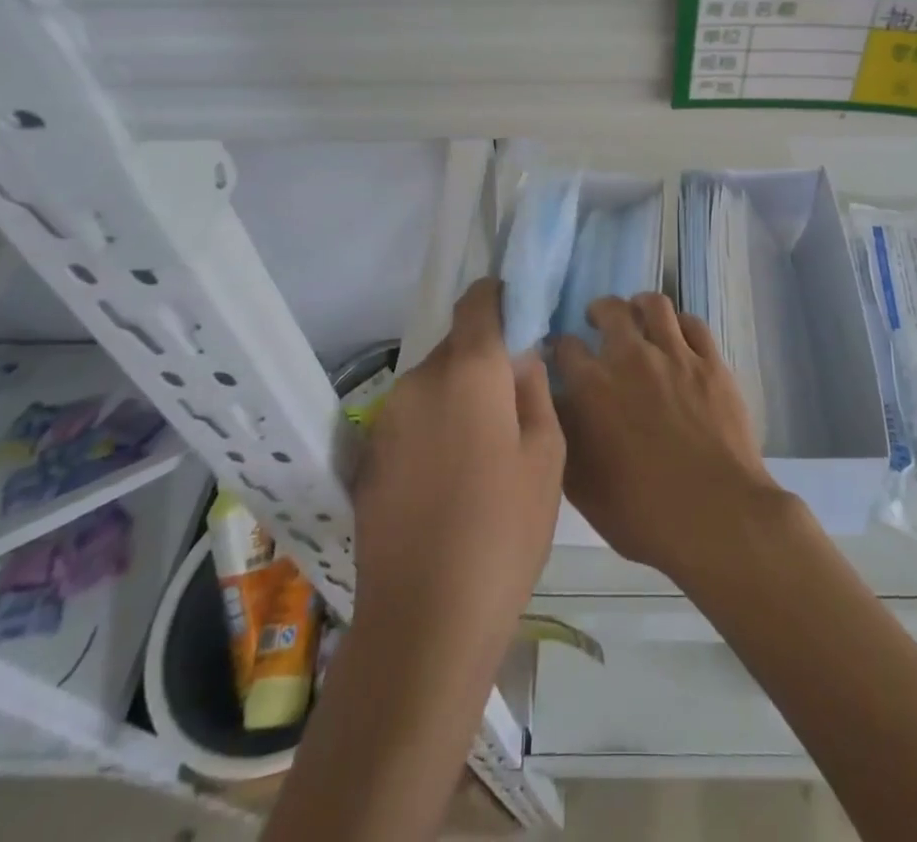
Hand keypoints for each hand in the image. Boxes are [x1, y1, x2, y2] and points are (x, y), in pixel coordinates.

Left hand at [353, 278, 564, 648]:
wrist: (424, 619)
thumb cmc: (504, 531)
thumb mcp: (547, 456)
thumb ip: (534, 389)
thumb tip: (520, 356)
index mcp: (468, 371)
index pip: (476, 303)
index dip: (498, 297)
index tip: (519, 312)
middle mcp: (419, 379)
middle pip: (456, 345)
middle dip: (484, 358)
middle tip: (513, 399)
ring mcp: (387, 418)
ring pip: (433, 382)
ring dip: (458, 394)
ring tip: (484, 446)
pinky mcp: (369, 454)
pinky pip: (412, 416)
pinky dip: (434, 424)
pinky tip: (450, 475)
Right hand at [553, 293, 786, 581]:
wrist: (716, 516)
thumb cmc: (641, 512)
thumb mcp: (581, 485)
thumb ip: (562, 435)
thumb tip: (553, 403)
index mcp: (592, 386)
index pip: (564, 346)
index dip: (560, 349)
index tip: (561, 357)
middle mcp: (630, 357)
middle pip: (609, 310)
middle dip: (598, 312)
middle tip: (598, 324)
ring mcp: (675, 355)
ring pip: (654, 304)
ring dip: (639, 306)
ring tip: (638, 317)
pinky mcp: (711, 362)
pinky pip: (693, 323)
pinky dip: (680, 323)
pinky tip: (677, 336)